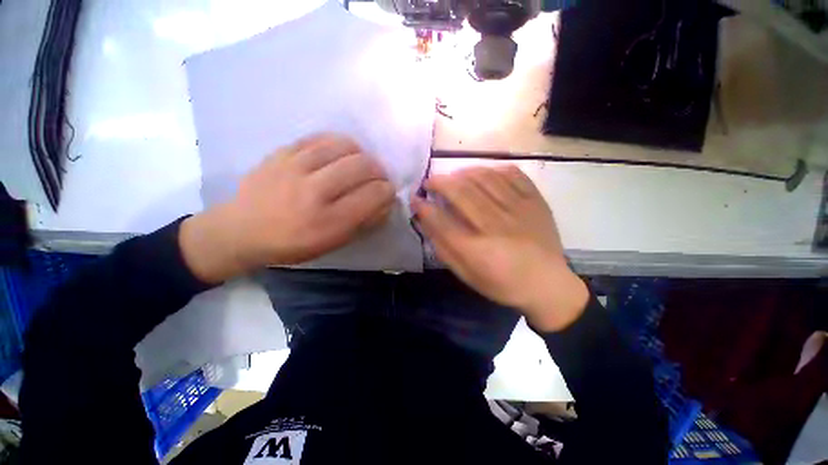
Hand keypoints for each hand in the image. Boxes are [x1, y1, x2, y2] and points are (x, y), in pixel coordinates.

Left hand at [181, 134, 395, 282]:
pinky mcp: (282, 152)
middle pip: (363, 166)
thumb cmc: (293, 244)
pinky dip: (338, 144)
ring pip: (344, 146)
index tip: (388, 192)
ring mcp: (295, 167)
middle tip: (377, 178)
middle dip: (379, 170)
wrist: (241, 230)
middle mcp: (314, 191)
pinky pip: (320, 138)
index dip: (388, 191)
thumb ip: (364, 222)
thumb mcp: (333, 243)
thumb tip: (386, 202)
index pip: (373, 195)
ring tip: (359, 164)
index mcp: (329, 221)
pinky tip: (339, 154)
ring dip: (361, 154)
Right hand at [412, 166, 588, 331]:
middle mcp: (497, 226)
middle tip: (429, 181)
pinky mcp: (536, 201)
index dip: (424, 207)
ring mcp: (519, 210)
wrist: (547, 284)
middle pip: (462, 193)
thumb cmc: (502, 284)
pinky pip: (512, 174)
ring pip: (485, 179)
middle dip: (440, 182)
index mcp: (478, 250)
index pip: (442, 221)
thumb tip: (424, 222)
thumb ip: (443, 248)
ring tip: (453, 176)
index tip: (414, 198)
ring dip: (463, 173)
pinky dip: (493, 169)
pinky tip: (483, 173)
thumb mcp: (466, 274)